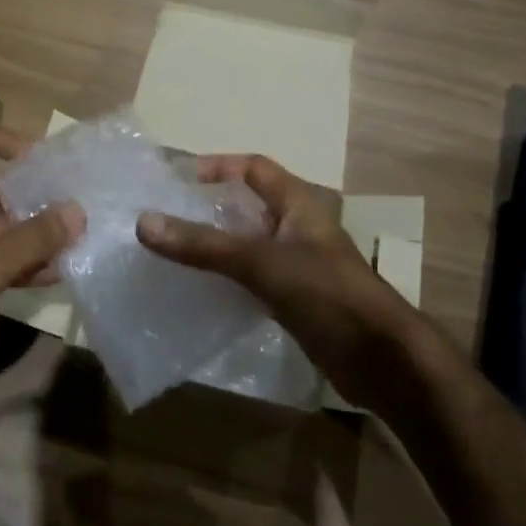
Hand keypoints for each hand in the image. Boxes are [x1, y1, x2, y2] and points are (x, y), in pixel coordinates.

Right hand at [136, 154, 423, 409]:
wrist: (381, 359)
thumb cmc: (326, 294)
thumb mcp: (261, 263)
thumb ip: (204, 245)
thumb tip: (144, 222)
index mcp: (298, 205)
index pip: (255, 168)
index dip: (221, 166)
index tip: (181, 178)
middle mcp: (298, 229)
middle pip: (248, 207)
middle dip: (210, 209)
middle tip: (167, 217)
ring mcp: (298, 266)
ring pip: (248, 246)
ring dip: (216, 247)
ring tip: (172, 253)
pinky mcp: (296, 301)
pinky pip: (253, 280)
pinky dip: (227, 281)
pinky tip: (200, 292)